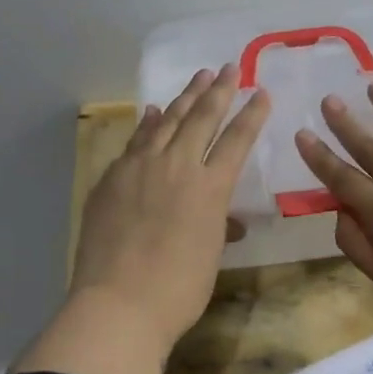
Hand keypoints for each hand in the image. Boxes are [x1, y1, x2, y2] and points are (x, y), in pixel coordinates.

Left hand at [69, 63, 269, 359]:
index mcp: (210, 188)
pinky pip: (136, 141)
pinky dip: (148, 124)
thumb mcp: (210, 255)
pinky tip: (153, 112)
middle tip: (228, 69)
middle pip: (201, 118)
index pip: (237, 140)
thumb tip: (226, 220)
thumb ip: (218, 225)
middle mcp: (177, 166)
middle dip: (218, 91)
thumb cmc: (178, 290)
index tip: (261, 92)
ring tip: (197, 78)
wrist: (118, 304)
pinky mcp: (111, 178)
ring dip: (184, 98)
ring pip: (167, 122)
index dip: (251, 114)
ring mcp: (139, 168)